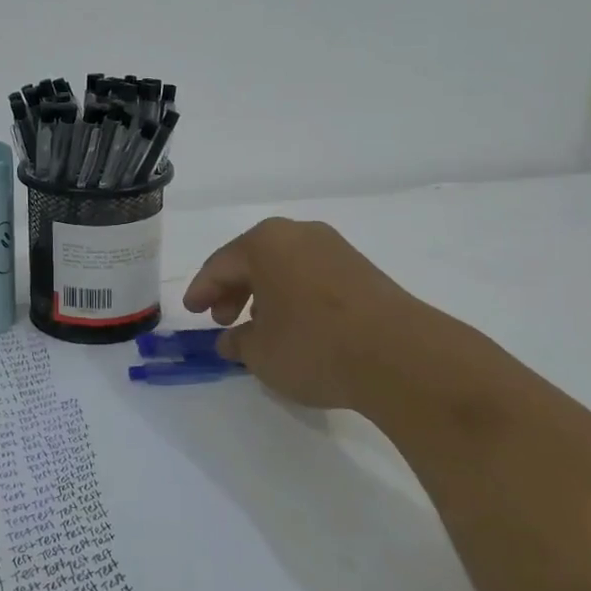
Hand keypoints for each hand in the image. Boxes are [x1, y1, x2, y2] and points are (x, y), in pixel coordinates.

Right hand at [182, 218, 502, 419]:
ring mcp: (336, 249)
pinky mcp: (363, 270)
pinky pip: (312, 277)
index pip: (220, 264)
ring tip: (260, 327)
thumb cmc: (313, 345)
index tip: (191, 311)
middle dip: (234, 290)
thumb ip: (238, 343)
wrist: (399, 355)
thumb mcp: (260, 353)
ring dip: (266, 294)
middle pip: (254, 260)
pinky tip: (297, 326)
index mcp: (265, 243)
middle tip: (223, 320)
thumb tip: (231, 340)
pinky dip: (295, 297)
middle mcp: (299, 235)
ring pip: (286, 268)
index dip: (202, 290)